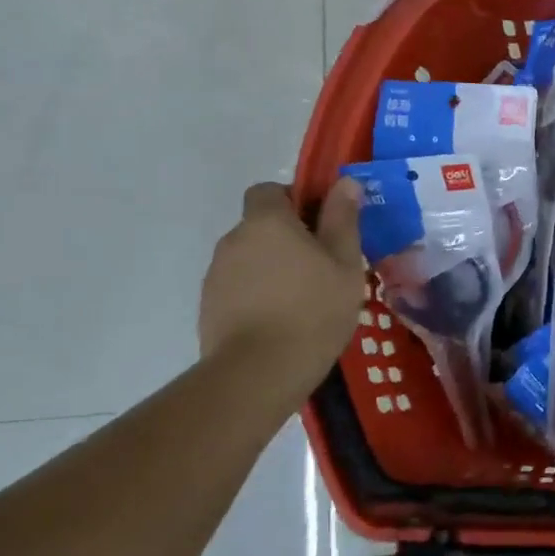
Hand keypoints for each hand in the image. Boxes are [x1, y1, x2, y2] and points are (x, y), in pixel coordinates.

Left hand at [199, 179, 366, 385]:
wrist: (258, 373)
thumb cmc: (313, 309)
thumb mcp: (345, 262)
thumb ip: (343, 219)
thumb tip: (345, 183)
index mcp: (266, 222)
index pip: (270, 190)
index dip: (295, 200)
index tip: (322, 225)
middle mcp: (234, 240)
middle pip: (261, 225)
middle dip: (289, 238)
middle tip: (323, 266)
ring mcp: (216, 275)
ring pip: (251, 258)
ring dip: (274, 267)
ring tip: (305, 300)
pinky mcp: (209, 307)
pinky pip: (240, 287)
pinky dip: (259, 294)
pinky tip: (283, 321)